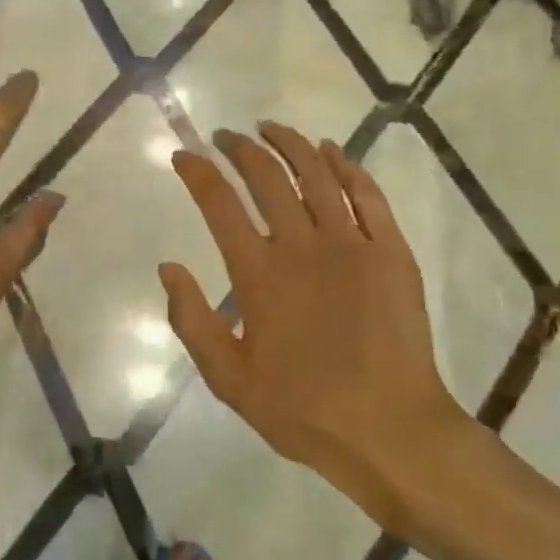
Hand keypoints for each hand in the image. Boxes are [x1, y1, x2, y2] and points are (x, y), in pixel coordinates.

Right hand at [161, 123, 480, 523]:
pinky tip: (331, 150)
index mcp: (258, 273)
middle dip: (239, 148)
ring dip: (289, 143)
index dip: (197, 172)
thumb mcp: (228, 379)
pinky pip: (367, 194)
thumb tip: (168, 268)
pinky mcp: (391, 251)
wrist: (391, 431)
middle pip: (265, 177)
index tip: (183, 154)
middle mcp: (301, 245)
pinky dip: (346, 165)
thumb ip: (192, 321)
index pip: (219, 203)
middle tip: (225, 137)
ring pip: (316, 174)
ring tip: (269, 128)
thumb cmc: (303, 409)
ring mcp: (351, 243)